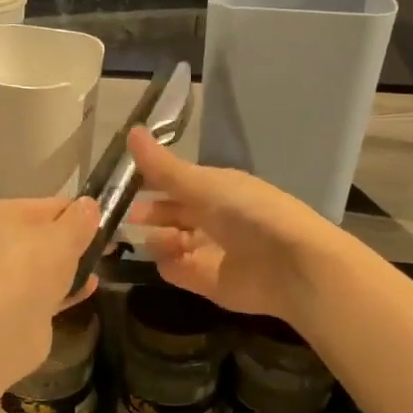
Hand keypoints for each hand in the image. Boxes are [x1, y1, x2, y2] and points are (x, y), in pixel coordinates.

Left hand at [0, 195, 98, 380]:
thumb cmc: (28, 268)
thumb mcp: (63, 236)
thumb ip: (80, 220)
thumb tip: (89, 205)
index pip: (47, 205)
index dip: (79, 213)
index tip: (108, 222)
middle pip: (44, 236)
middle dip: (75, 241)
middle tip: (109, 247)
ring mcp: (0, 278)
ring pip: (43, 266)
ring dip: (70, 267)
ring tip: (100, 268)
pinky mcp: (10, 308)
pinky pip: (43, 291)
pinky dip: (64, 290)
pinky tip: (89, 289)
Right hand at [125, 129, 340, 325]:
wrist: (290, 264)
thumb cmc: (248, 213)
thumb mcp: (202, 184)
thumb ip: (163, 167)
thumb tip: (131, 130)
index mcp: (215, 189)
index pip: (175, 182)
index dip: (150, 181)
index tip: (122, 182)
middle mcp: (211, 217)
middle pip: (171, 213)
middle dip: (149, 213)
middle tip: (125, 215)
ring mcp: (208, 251)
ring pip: (169, 242)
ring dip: (157, 239)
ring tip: (154, 238)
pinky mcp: (206, 282)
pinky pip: (176, 271)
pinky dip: (169, 265)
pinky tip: (169, 259)